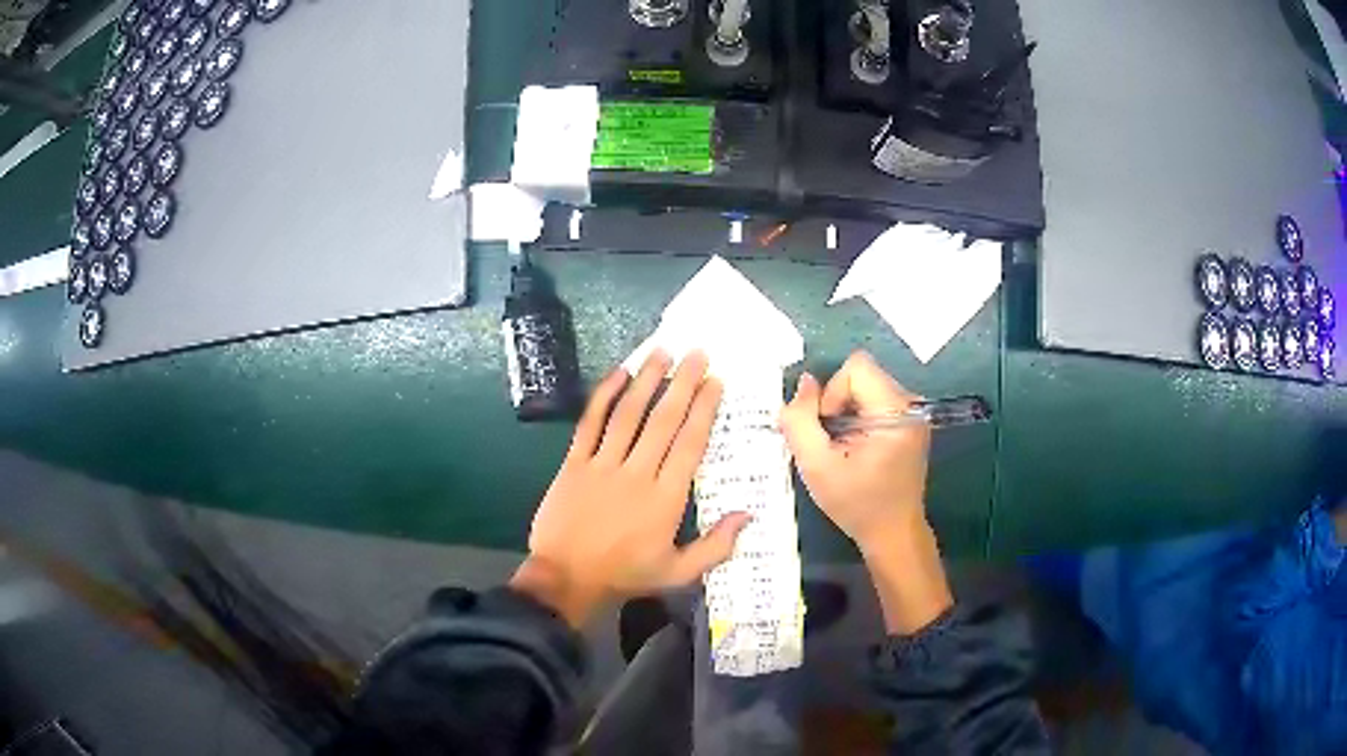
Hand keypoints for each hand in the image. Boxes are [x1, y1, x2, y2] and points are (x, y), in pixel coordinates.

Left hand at [511, 350, 749, 627]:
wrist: (565, 579)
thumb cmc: (625, 575)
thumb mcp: (678, 573)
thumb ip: (716, 547)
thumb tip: (748, 514)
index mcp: (666, 498)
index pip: (690, 444)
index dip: (704, 409)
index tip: (715, 382)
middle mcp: (637, 473)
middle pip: (663, 420)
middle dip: (683, 383)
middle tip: (697, 353)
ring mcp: (602, 465)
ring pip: (628, 414)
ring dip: (647, 380)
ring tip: (662, 352)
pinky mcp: (574, 464)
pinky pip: (590, 423)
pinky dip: (604, 396)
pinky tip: (619, 374)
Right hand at [779, 351, 930, 548]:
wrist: (892, 533)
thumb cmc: (857, 504)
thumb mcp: (817, 466)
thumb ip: (800, 420)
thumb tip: (804, 382)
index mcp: (895, 411)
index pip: (856, 368)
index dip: (832, 393)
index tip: (828, 430)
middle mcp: (909, 403)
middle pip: (860, 375)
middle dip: (836, 404)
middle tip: (832, 444)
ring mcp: (912, 412)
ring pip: (864, 387)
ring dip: (844, 412)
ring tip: (843, 449)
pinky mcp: (908, 423)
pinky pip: (873, 401)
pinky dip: (856, 419)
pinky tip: (854, 449)